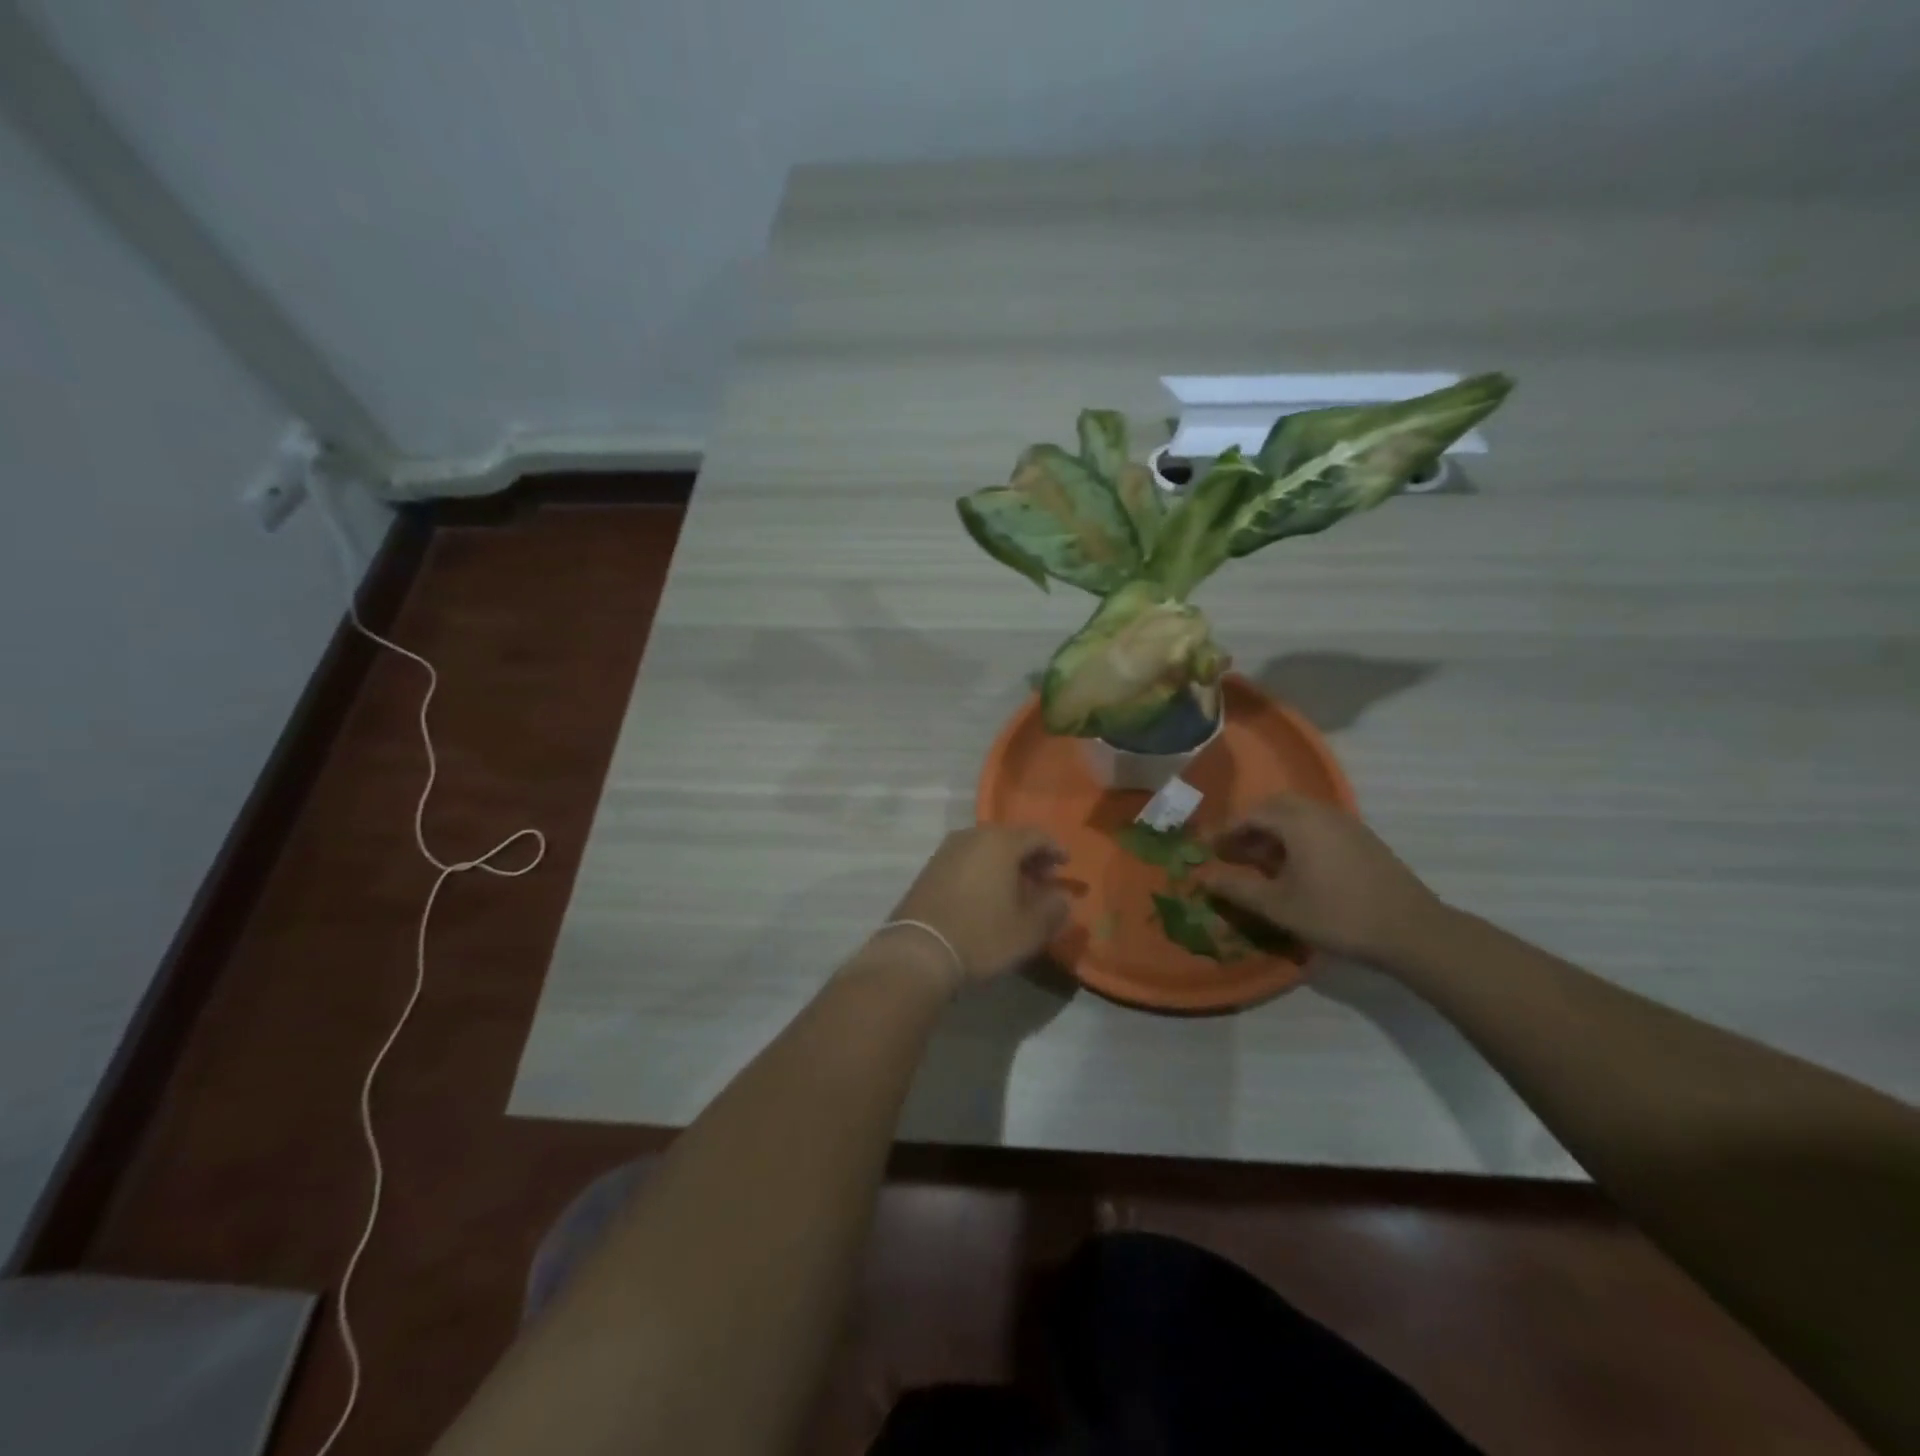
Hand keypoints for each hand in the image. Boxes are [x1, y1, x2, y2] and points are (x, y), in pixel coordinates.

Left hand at [882, 826, 1069, 983]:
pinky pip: (966, 860)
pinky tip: (987, 895)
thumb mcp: (1028, 930)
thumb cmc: (981, 935)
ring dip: (1004, 864)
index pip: (1036, 835)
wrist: (919, 951)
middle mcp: (972, 836)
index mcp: (1000, 842)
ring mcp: (946, 851)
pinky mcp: (929, 868)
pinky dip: (983, 870)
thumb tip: (1063, 897)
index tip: (1065, 865)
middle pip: (1009, 838)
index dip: (1054, 849)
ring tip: (1016, 889)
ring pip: (985, 848)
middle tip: (1043, 879)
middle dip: (1029, 856)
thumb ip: (1053, 909)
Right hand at [1193, 794, 1443, 964]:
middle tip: (1234, 852)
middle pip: (1276, 807)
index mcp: (1298, 821)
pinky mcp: (1364, 839)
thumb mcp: (1278, 905)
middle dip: (1251, 826)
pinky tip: (1297, 868)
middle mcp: (1321, 812)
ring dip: (1275, 832)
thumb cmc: (1336, 914)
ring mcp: (1347, 824)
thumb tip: (1201, 877)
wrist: (1411, 931)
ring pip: (1300, 815)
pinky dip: (1299, 837)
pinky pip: (1319, 826)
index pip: (1251, 814)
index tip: (1210, 850)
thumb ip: (1236, 888)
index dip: (1226, 831)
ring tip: (1262, 862)